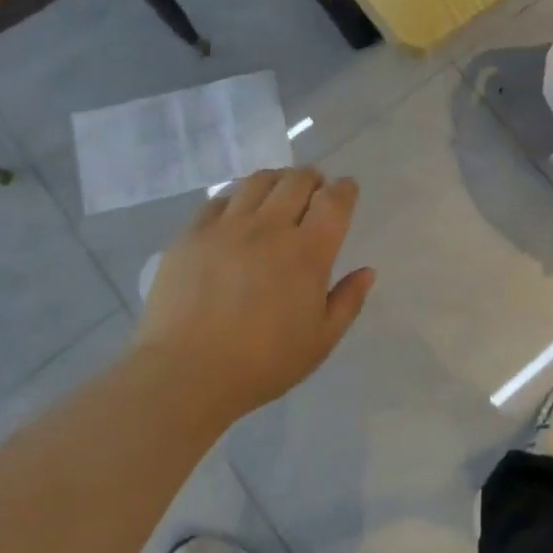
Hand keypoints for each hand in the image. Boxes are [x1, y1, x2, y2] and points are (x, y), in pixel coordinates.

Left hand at [136, 168, 374, 422]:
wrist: (185, 374)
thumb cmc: (262, 363)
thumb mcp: (320, 341)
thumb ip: (348, 301)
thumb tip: (367, 271)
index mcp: (308, 252)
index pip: (334, 200)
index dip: (345, 189)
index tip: (347, 189)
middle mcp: (270, 227)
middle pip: (297, 180)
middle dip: (313, 178)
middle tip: (315, 190)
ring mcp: (227, 226)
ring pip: (258, 181)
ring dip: (277, 179)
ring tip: (278, 192)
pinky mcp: (193, 233)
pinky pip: (219, 199)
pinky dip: (237, 197)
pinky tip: (237, 212)